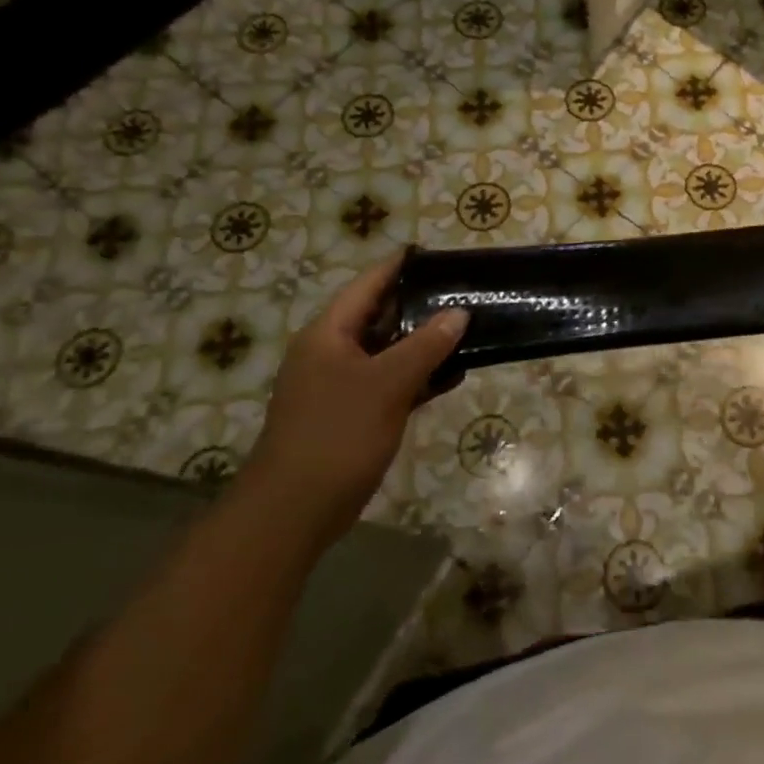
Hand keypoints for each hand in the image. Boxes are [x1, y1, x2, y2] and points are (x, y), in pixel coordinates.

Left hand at [250, 252, 467, 540]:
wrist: (295, 510)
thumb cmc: (337, 434)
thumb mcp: (387, 384)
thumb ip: (426, 346)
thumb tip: (459, 312)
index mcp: (329, 333)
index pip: (369, 284)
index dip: (401, 266)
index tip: (438, 254)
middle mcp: (333, 352)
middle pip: (381, 316)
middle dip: (421, 305)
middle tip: (465, 292)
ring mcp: (342, 384)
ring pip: (389, 351)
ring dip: (424, 343)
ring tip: (469, 328)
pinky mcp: (354, 414)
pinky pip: (391, 382)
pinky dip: (418, 376)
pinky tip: (453, 375)